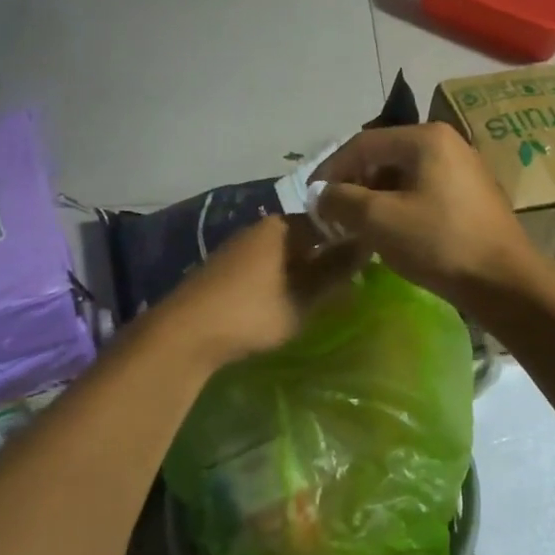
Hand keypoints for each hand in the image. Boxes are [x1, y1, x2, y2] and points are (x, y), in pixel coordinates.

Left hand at [151, 215, 365, 368]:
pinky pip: (265, 265)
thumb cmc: (253, 312)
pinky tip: (286, 299)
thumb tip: (366, 245)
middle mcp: (261, 228)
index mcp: (283, 227)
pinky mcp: (225, 268)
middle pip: (305, 236)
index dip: (350, 240)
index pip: (328, 221)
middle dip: (326, 256)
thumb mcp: (304, 297)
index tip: (368, 263)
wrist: (186, 332)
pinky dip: (281, 278)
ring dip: (303, 269)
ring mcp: (239, 247)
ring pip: (284, 252)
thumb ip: (335, 271)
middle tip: (348, 283)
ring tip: (321, 295)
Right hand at [310, 124, 539, 306]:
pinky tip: (391, 232)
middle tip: (334, 214)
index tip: (312, 199)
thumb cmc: (439, 243)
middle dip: (354, 184)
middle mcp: (447, 142)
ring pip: (403, 175)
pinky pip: (423, 190)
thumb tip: (320, 195)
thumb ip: (341, 200)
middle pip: (384, 155)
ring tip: (358, 226)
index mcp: (425, 138)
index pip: (362, 143)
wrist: (505, 282)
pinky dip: (399, 205)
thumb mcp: (379, 220)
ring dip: (375, 197)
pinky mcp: (472, 194)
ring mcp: (463, 168)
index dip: (331, 169)